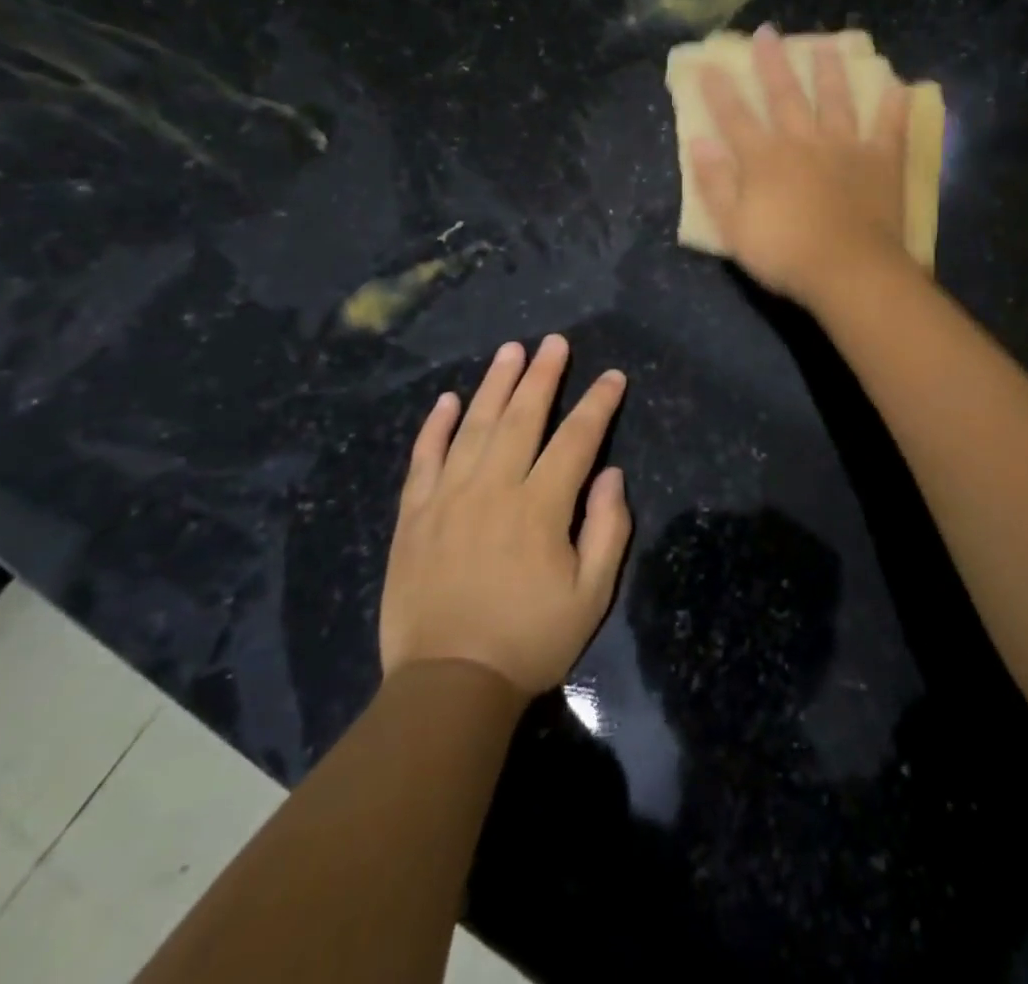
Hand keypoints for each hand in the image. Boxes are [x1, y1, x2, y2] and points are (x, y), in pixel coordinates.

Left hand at [379, 335, 631, 694]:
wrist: (448, 685)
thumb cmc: (529, 640)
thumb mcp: (591, 595)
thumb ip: (607, 529)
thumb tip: (610, 474)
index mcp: (540, 507)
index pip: (576, 439)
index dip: (598, 404)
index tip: (612, 377)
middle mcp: (494, 488)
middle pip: (521, 417)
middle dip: (543, 375)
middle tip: (554, 342)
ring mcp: (448, 498)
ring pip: (473, 426)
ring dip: (494, 385)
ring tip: (510, 351)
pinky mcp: (414, 516)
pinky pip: (423, 458)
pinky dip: (435, 426)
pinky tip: (446, 399)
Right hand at [691, 23, 912, 305]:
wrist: (847, 270)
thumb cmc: (784, 254)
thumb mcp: (733, 226)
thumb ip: (716, 183)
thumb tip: (697, 142)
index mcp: (765, 158)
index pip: (735, 117)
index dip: (719, 91)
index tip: (708, 63)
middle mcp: (804, 141)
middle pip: (785, 96)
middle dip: (773, 64)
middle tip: (768, 33)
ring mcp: (846, 147)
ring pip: (836, 101)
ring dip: (830, 72)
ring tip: (826, 46)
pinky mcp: (881, 162)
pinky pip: (889, 128)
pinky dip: (894, 107)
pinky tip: (899, 86)